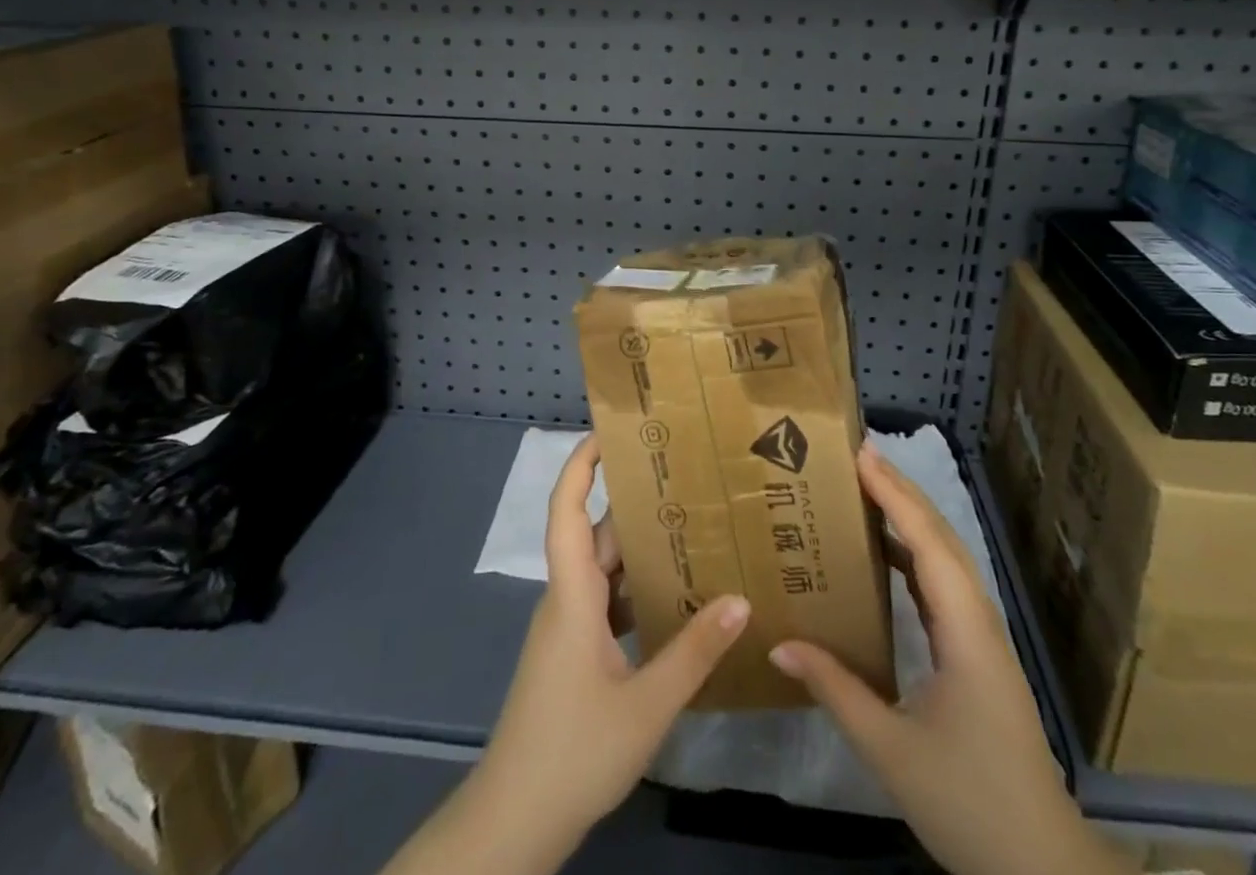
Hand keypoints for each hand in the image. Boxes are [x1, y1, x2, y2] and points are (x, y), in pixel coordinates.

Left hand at [473, 435, 751, 856]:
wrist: (514, 823)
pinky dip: (639, 590)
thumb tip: (740, 600)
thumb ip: (694, 653)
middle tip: (684, 476)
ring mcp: (569, 630)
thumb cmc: (572, 751)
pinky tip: (677, 597)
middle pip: (598, 536)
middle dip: (634, 503)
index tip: (609, 431)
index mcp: (572, 595)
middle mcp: (567, 600)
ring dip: (641, 549)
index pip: (568, 511)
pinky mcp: (575, 656)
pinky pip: (608, 604)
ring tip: (692, 526)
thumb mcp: (645, 706)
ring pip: (605, 572)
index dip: (581, 466)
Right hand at [768, 442, 1129, 874]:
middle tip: (858, 457)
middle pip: (941, 539)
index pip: (927, 543)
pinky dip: (915, 554)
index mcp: (965, 631)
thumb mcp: (891, 749)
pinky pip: (943, 586)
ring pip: (946, 560)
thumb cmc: (968, 802)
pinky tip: (887, 557)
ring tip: (867, 491)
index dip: (895, 495)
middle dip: (902, 492)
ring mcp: (982, 638)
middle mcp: (978, 621)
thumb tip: (780, 643)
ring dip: (910, 519)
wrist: (1042, 867)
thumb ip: (835, 690)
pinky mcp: (978, 655)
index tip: (862, 455)